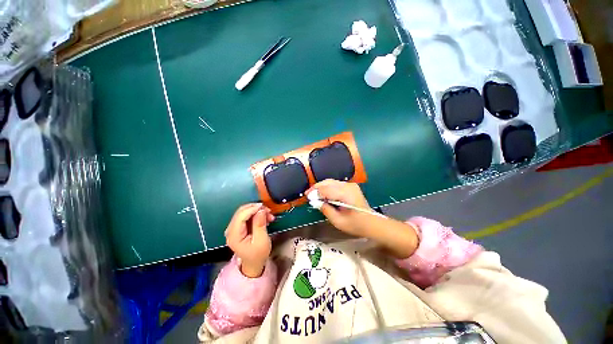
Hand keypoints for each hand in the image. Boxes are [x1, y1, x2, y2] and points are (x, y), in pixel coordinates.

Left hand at [225, 203, 274, 277]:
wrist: (254, 263)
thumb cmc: (258, 254)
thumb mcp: (262, 240)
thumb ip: (260, 224)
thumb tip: (261, 210)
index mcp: (234, 235)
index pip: (241, 216)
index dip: (252, 209)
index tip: (264, 207)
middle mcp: (231, 230)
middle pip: (242, 212)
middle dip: (256, 209)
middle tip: (268, 211)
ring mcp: (234, 228)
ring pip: (245, 212)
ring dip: (257, 211)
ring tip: (269, 216)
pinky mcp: (239, 226)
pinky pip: (247, 215)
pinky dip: (256, 214)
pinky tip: (265, 218)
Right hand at [307, 180, 419, 258]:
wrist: (371, 223)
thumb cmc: (355, 224)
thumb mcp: (338, 221)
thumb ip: (326, 210)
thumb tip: (315, 202)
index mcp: (345, 194)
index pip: (326, 189)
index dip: (315, 192)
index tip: (307, 196)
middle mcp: (348, 186)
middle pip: (328, 182)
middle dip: (316, 187)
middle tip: (308, 194)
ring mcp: (350, 185)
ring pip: (331, 181)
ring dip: (321, 186)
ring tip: (314, 193)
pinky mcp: (351, 186)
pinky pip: (336, 184)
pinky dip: (328, 187)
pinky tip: (323, 193)